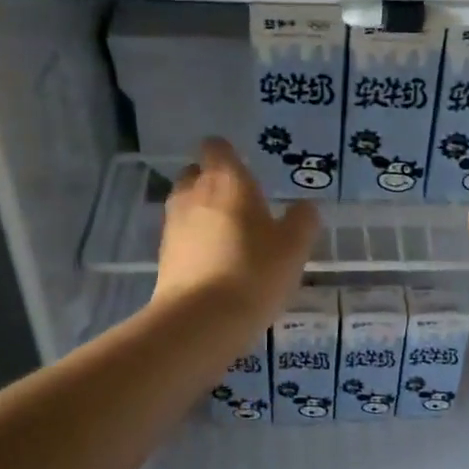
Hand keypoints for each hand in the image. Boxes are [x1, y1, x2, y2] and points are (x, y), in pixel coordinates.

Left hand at [154, 138, 318, 324]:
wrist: (201, 320)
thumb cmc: (254, 272)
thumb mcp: (294, 247)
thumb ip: (302, 220)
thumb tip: (304, 206)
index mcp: (227, 181)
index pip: (217, 148)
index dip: (229, 154)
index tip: (245, 168)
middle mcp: (193, 194)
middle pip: (196, 174)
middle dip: (213, 182)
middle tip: (241, 204)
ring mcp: (173, 226)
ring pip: (186, 206)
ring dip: (203, 214)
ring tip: (230, 236)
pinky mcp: (164, 257)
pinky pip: (182, 237)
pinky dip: (195, 242)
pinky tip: (216, 264)